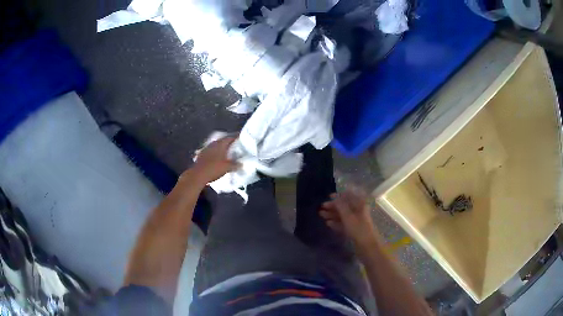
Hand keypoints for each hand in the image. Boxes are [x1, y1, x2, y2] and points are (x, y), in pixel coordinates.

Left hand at [189, 137, 238, 184]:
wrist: (197, 175)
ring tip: (228, 153)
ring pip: (216, 146)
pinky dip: (216, 154)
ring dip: (222, 149)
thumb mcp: (227, 167)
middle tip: (236, 146)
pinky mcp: (202, 155)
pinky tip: (218, 158)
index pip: (230, 138)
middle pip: (222, 141)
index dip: (236, 138)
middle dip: (229, 143)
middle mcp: (213, 144)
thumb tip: (241, 164)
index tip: (241, 139)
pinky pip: (211, 152)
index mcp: (220, 144)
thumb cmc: (214, 168)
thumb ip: (235, 165)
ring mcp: (206, 149)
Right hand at [320, 190, 377, 246]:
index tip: (329, 197)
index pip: (349, 196)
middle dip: (333, 206)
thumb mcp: (347, 215)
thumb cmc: (358, 228)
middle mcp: (358, 210)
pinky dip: (336, 223)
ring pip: (343, 215)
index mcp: (360, 204)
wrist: (367, 245)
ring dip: (332, 214)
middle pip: (345, 206)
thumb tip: (334, 197)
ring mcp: (356, 220)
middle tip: (322, 207)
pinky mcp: (353, 229)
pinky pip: (343, 223)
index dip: (339, 195)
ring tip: (321, 215)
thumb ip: (340, 205)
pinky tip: (328, 223)